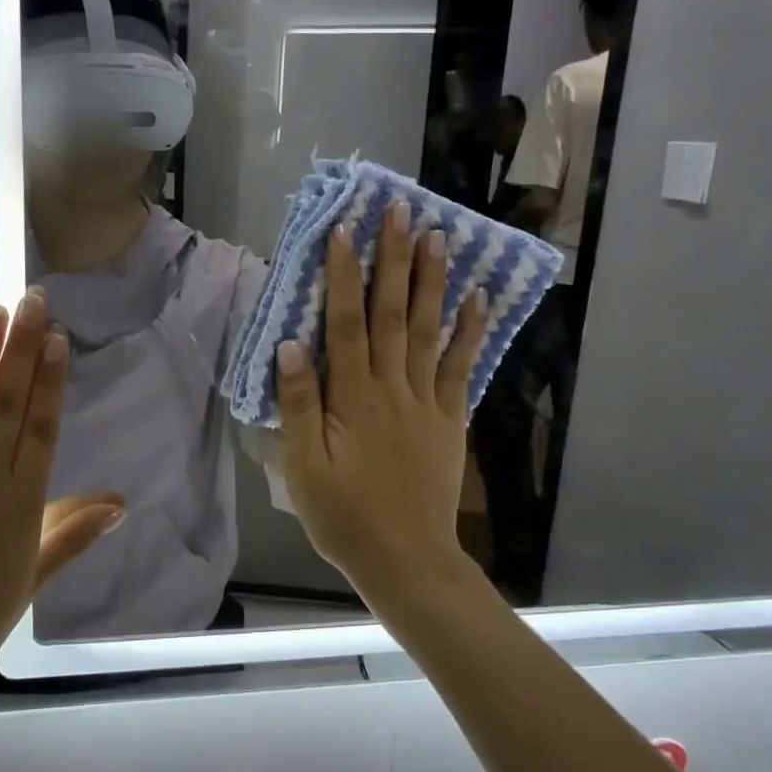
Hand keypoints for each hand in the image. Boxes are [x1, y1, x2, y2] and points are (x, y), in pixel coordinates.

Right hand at [275, 204, 487, 598]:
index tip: (344, 230)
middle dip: (394, 260)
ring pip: (430, 331)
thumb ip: (299, 406)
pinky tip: (479, 299)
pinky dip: (472, 332)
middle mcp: (392, 388)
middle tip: (401, 211)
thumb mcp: (304, 469)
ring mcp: (427, 402)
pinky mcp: (450, 419)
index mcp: (352, 399)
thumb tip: (291, 346)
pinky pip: (462, 368)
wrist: (406, 560)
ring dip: (433, 281)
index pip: (346, 324)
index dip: (343, 276)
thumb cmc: (344, 517)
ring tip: (438, 236)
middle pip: (393, 314)